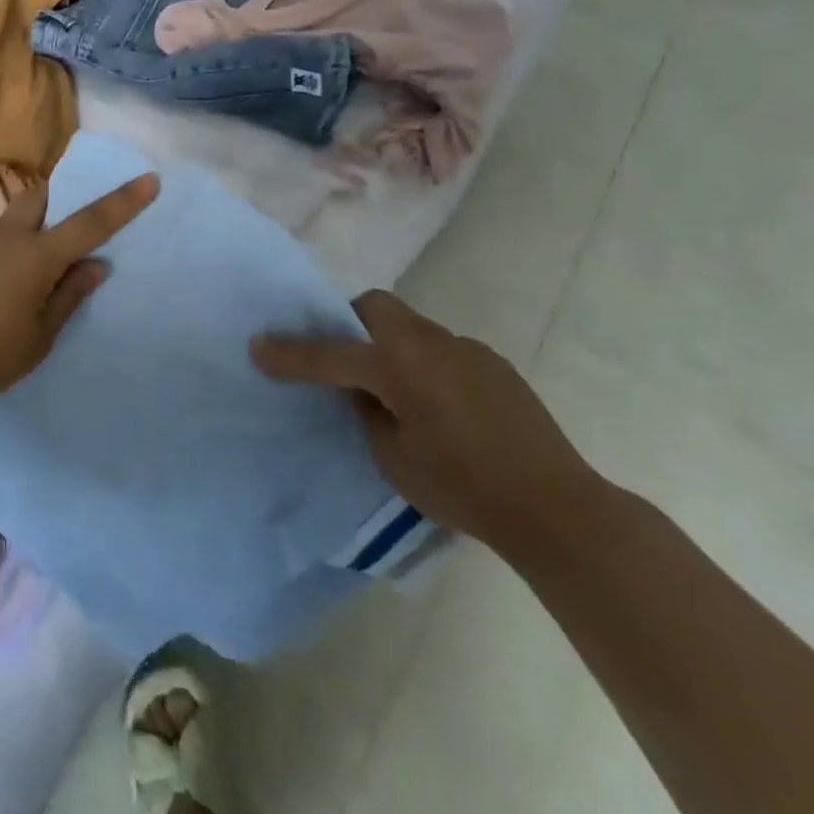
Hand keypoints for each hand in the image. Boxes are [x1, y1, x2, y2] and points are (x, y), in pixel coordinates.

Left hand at [0, 173, 159, 412]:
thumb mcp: (39, 338)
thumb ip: (68, 297)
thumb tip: (96, 265)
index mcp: (35, 257)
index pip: (89, 222)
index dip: (123, 201)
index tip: (148, 179)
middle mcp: (3, 238)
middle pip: (38, 199)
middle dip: (58, 200)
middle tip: (65, 227)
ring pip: (7, 225)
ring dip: (23, 239)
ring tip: (16, 287)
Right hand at [250, 289, 602, 557]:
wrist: (556, 507)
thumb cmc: (464, 488)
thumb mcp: (395, 459)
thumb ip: (368, 413)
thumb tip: (365, 390)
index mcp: (398, 365)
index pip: (329, 353)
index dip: (290, 352)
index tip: (257, 346)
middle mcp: (430, 343)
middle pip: (376, 307)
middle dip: (350, 322)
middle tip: (344, 360)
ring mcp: (467, 349)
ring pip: (412, 327)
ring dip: (391, 345)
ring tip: (398, 394)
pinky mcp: (494, 365)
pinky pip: (443, 350)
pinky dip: (426, 364)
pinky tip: (442, 409)